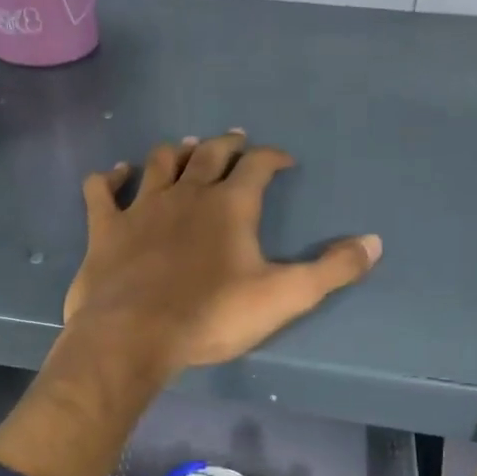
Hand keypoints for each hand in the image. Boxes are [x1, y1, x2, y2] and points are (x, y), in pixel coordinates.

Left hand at [62, 132, 380, 379]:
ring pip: (159, 163)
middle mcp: (186, 194)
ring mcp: (141, 207)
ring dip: (176, 152)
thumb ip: (331, 270)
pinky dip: (109, 178)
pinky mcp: (105, 228)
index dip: (273, 157)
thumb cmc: (212, 316)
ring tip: (187, 149)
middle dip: (226, 145)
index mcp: (230, 205)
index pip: (257, 165)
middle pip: (209, 154)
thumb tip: (374, 242)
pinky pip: (102, 190)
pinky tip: (114, 175)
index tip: (284, 161)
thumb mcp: (284, 297)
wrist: (134, 335)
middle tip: (235, 140)